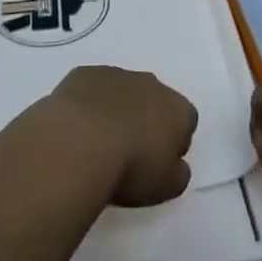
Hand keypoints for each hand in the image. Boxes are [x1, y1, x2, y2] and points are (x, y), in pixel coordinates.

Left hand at [44, 66, 197, 207]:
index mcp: (178, 110)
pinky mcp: (85, 73)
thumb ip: (178, 174)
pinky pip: (91, 88)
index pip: (185, 122)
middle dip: (145, 120)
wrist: (80, 142)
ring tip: (98, 142)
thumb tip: (176, 165)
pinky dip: (87, 104)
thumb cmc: (130, 168)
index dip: (172, 144)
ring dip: (116, 110)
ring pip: (122, 91)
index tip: (156, 163)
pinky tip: (76, 128)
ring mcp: (116, 74)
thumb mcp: (167, 187)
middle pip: (154, 101)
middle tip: (128, 152)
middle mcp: (151, 84)